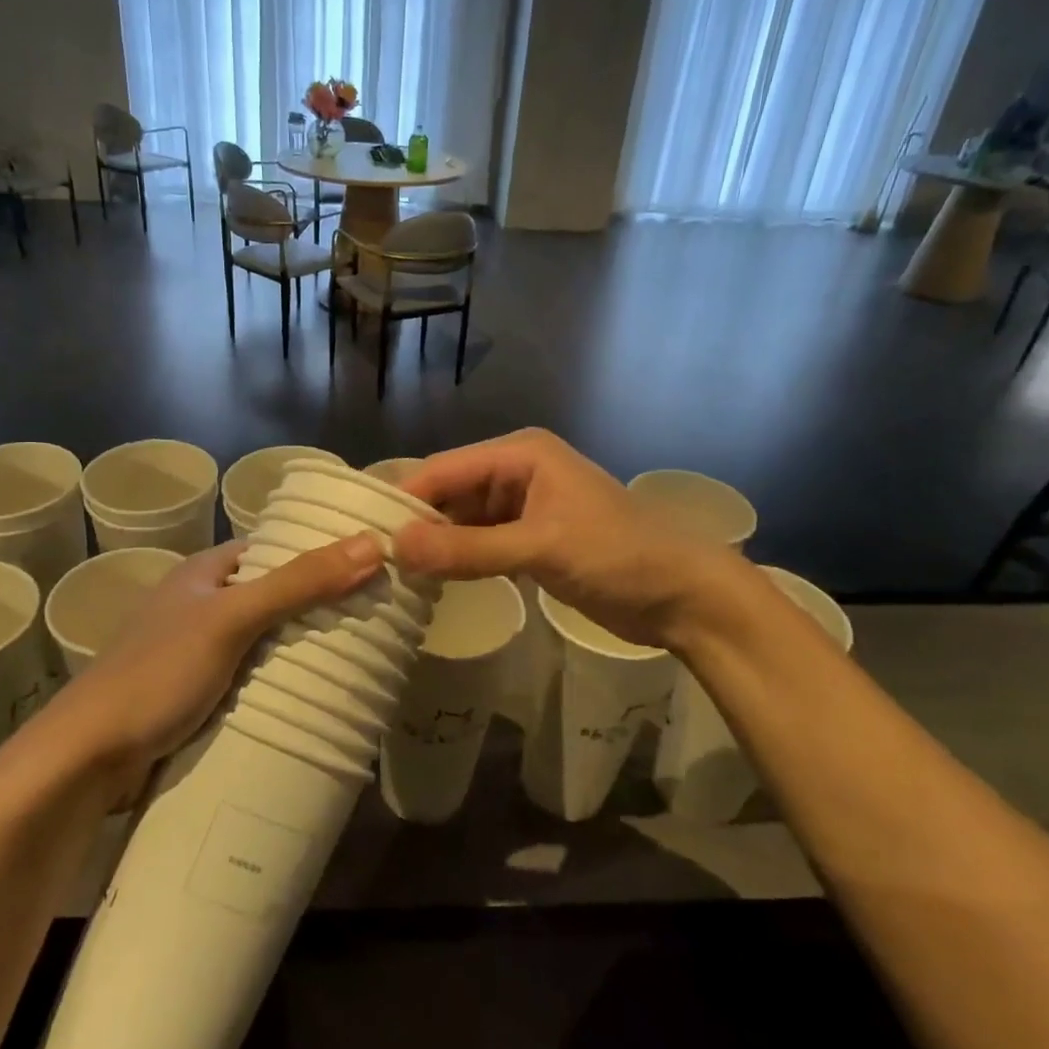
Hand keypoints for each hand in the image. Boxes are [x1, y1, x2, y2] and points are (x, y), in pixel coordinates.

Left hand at [9, 536, 385, 795]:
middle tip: (374, 615)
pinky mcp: (196, 698)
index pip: (270, 550)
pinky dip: (279, 684)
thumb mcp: (231, 619)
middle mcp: (199, 607)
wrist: (86, 760)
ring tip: (360, 656)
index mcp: (202, 574)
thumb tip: (373, 543)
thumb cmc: (157, 673)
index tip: (366, 562)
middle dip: (315, 607)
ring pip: (262, 642)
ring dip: (299, 650)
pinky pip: (250, 680)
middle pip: (271, 597)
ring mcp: (196, 655)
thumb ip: (299, 583)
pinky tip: (314, 696)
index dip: (314, 551)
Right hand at [394, 429, 735, 650]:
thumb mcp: (541, 548)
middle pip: (451, 494)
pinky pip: (481, 545)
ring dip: (436, 546)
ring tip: (392, 575)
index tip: (364, 533)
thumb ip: (468, 549)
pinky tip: (432, 582)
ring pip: (463, 522)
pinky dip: (459, 561)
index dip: (405, 499)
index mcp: (520, 454)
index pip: (445, 469)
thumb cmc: (618, 555)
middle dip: (418, 524)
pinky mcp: (530, 541)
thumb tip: (396, 548)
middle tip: (373, 560)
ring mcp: (523, 509)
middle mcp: (517, 473)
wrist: (684, 595)